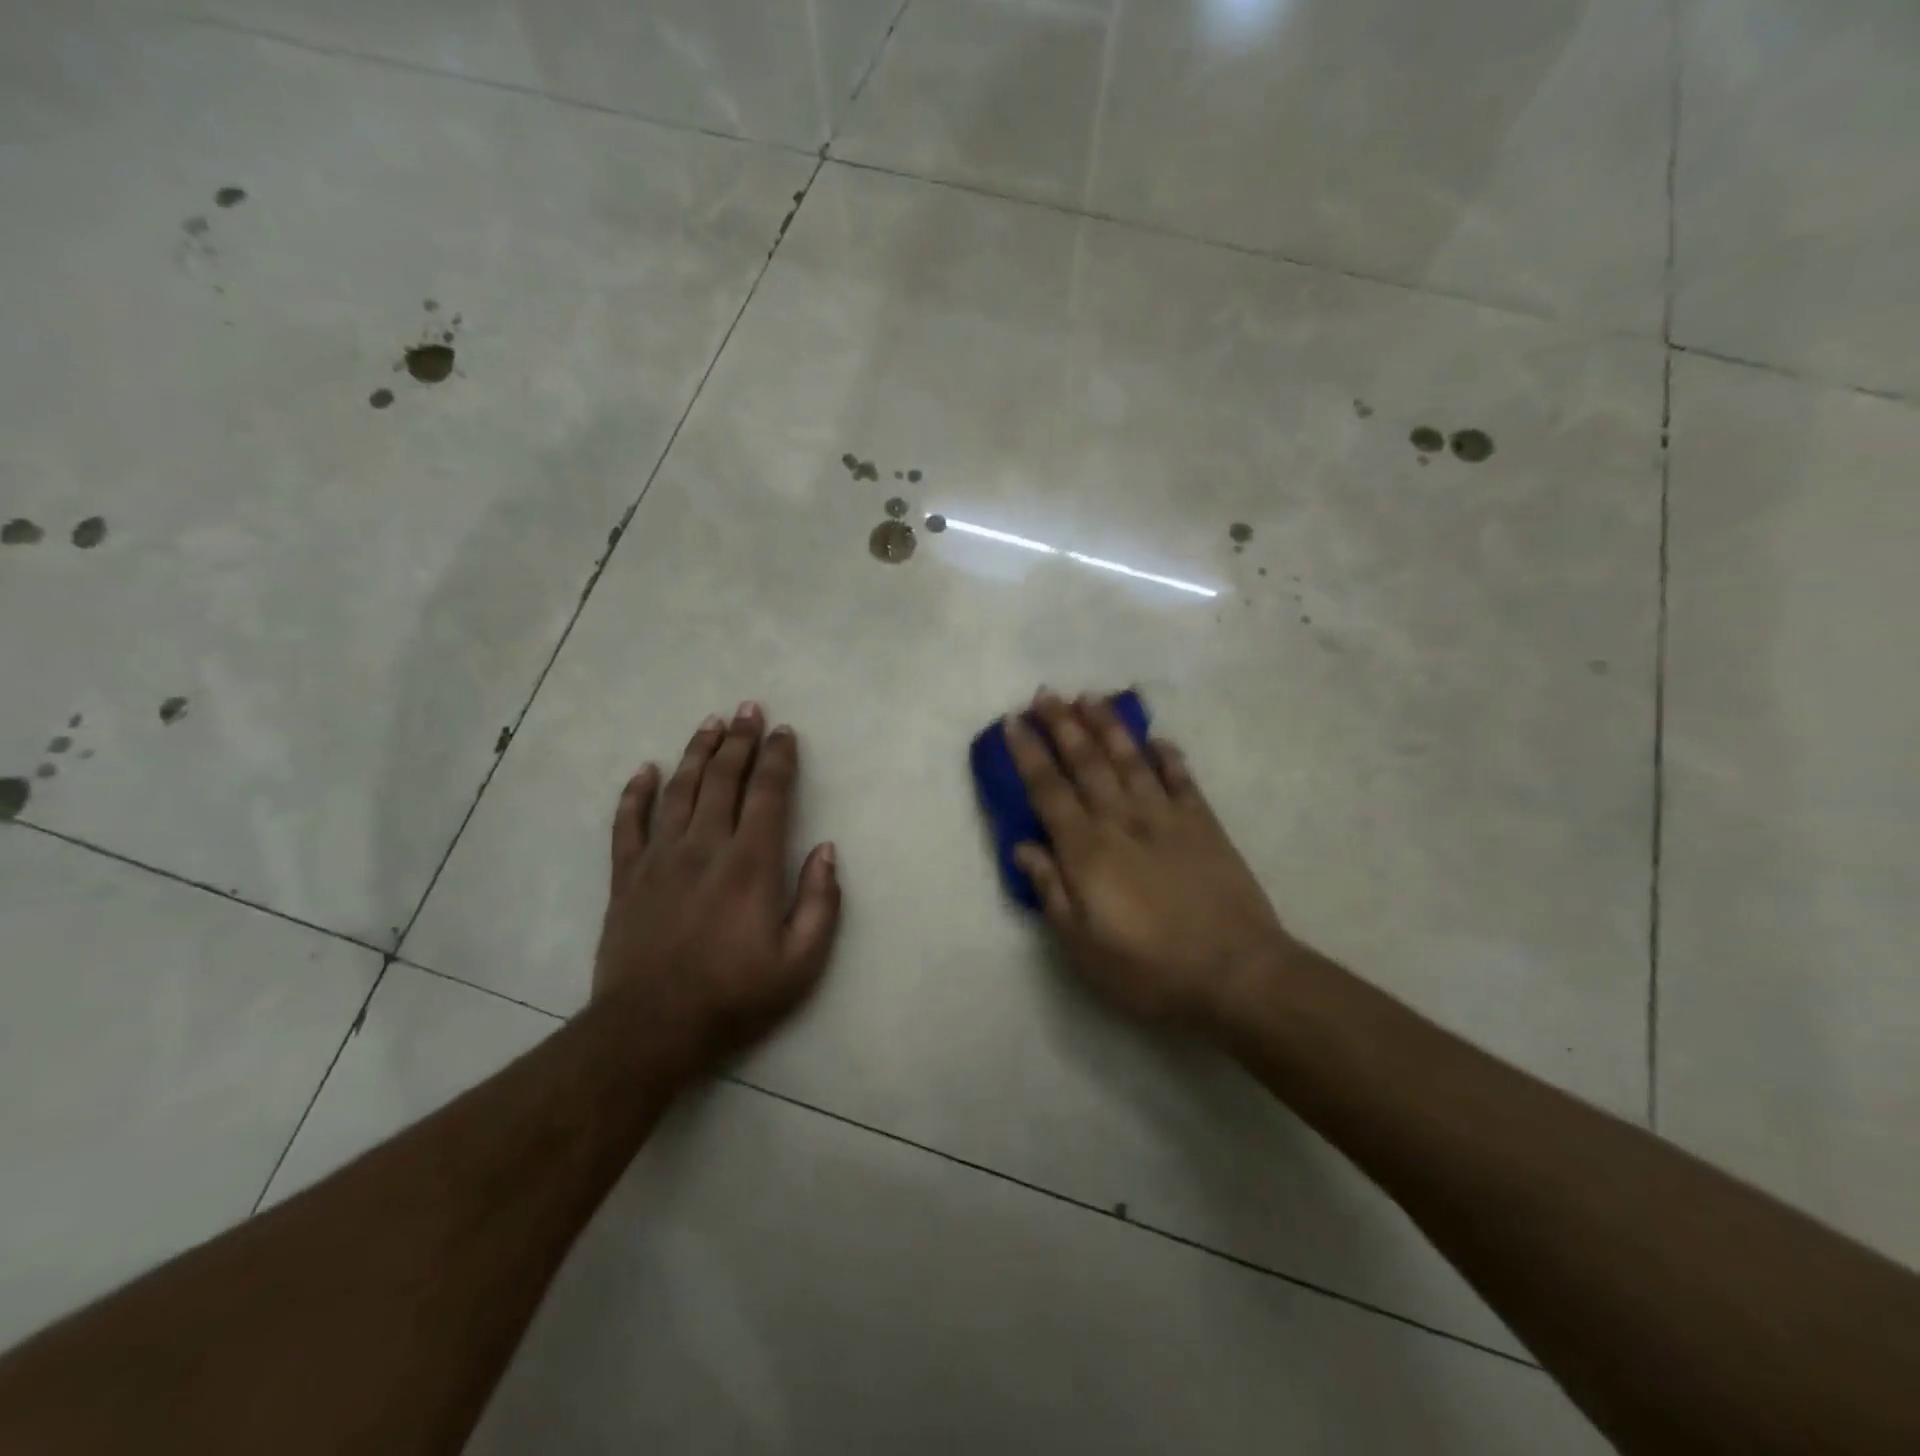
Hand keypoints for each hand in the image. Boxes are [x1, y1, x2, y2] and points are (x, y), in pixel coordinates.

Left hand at [593, 703, 840, 1076]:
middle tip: (748, 710)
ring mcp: (660, 858)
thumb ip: (820, 902)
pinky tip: (646, 770)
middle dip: (739, 741)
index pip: (768, 794)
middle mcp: (706, 847)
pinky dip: (636, 793)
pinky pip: (628, 824)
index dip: (779, 759)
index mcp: (751, 864)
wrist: (650, 1029)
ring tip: (710, 723)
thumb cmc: (734, 996)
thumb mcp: (801, 962)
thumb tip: (827, 850)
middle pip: (724, 779)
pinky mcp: (627, 877)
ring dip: (697, 753)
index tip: (784, 732)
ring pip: (680, 790)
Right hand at [1006, 690, 1291, 1028]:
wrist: (1235, 972)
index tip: (1014, 722)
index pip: (1048, 790)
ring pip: (1130, 759)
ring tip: (1090, 697)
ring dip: (1107, 726)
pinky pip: (1182, 780)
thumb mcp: (1082, 945)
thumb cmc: (1148, 968)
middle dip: (1062, 725)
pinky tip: (1158, 739)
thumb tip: (1024, 847)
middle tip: (1046, 694)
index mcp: (1087, 850)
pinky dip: (1169, 756)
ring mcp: (1166, 818)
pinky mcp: (1204, 825)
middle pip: (1086, 762)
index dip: (1028, 753)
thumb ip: (1052, 891)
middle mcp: (1122, 821)